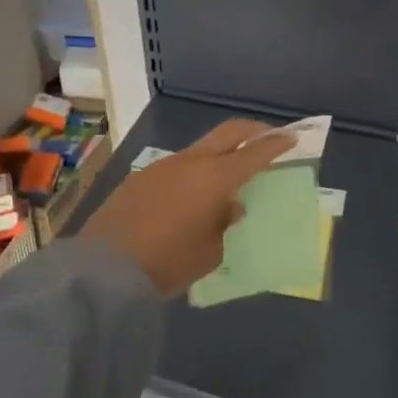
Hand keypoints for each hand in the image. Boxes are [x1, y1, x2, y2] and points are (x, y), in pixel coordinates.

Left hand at [80, 119, 295, 296]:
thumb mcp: (209, 252)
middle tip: (269, 137)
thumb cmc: (167, 262)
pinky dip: (196, 170)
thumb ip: (224, 223)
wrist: (105, 267)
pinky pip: (179, 166)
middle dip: (253, 131)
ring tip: (230, 174)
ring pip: (201, 148)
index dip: (276, 144)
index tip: (293, 137)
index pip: (254, 153)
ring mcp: (163, 165)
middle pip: (228, 132)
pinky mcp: (142, 176)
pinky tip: (193, 194)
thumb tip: (230, 206)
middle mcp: (191, 162)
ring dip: (221, 153)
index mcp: (214, 178)